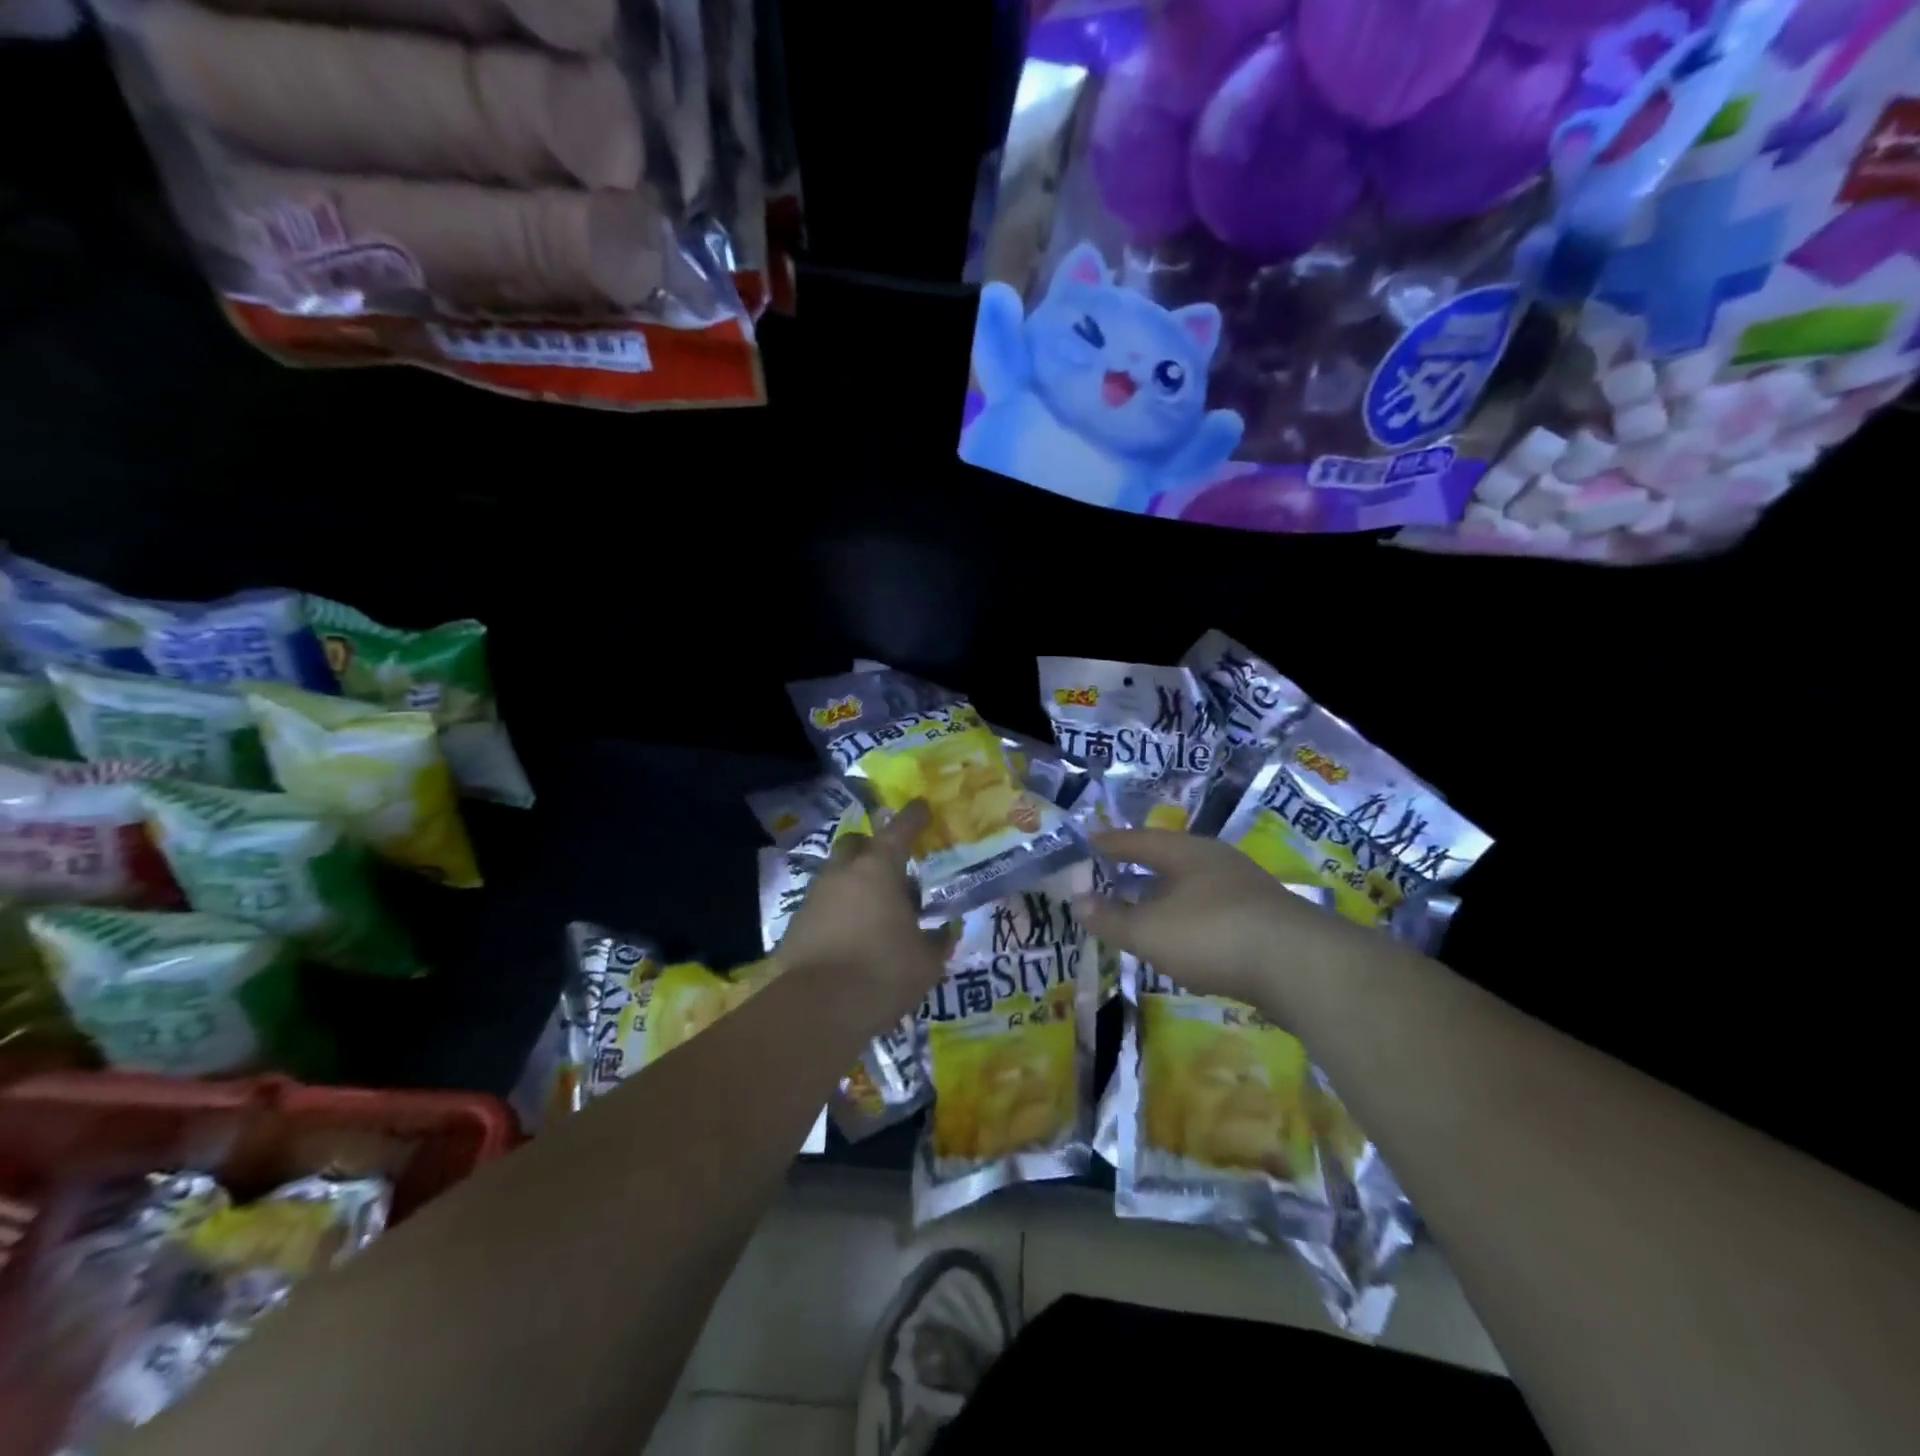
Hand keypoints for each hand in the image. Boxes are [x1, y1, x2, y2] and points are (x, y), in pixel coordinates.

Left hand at [775, 801, 948, 1032]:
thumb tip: (944, 932)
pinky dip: (838, 912)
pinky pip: (822, 906)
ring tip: (875, 913)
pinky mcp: (796, 924)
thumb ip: (937, 941)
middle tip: (894, 873)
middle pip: (856, 844)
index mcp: (879, 869)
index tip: (922, 807)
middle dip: (873, 849)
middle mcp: (843, 873)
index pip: (900, 830)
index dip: (914, 817)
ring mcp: (815, 896)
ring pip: (836, 875)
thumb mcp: (926, 962)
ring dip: (855, 884)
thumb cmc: (883, 973)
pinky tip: (851, 938)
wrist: (818, 1009)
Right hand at [1073, 829, 1333, 1006]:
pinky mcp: (1264, 918)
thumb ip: (1110, 918)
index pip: (1137, 840)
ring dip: (1165, 894)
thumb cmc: (1212, 935)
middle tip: (1110, 873)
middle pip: (1168, 858)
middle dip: (1139, 867)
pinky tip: (1185, 936)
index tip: (1086, 843)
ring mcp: (1245, 888)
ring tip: (1143, 906)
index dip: (1109, 843)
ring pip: (1192, 884)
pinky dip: (1188, 916)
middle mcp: (1216, 860)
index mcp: (1186, 852)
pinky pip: (1212, 907)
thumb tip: (1076, 901)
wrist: (1301, 967)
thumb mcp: (1149, 931)